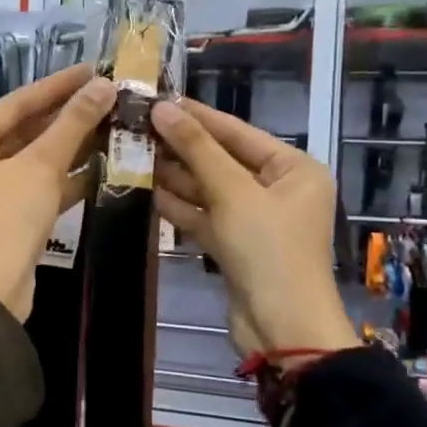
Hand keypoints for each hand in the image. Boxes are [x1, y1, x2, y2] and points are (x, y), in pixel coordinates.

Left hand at [0, 63, 115, 320]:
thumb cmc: (5, 218)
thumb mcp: (40, 166)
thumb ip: (72, 124)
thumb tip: (104, 86)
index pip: (17, 103)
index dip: (57, 85)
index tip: (93, 69)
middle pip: (25, 130)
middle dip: (67, 117)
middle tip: (108, 97)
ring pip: (34, 160)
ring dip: (71, 147)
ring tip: (114, 126)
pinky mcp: (6, 217)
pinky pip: (38, 186)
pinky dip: (65, 178)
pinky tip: (103, 165)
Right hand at [151, 98, 359, 356]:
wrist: (281, 328)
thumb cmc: (268, 250)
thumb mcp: (233, 193)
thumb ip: (197, 149)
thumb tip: (163, 108)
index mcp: (294, 169)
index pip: (238, 132)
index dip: (198, 116)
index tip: (159, 98)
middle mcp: (277, 189)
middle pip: (222, 159)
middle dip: (181, 146)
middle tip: (137, 126)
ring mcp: (255, 220)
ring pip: (209, 189)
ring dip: (174, 175)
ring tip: (133, 152)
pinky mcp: (234, 245)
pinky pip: (204, 216)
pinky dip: (179, 205)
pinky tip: (145, 189)